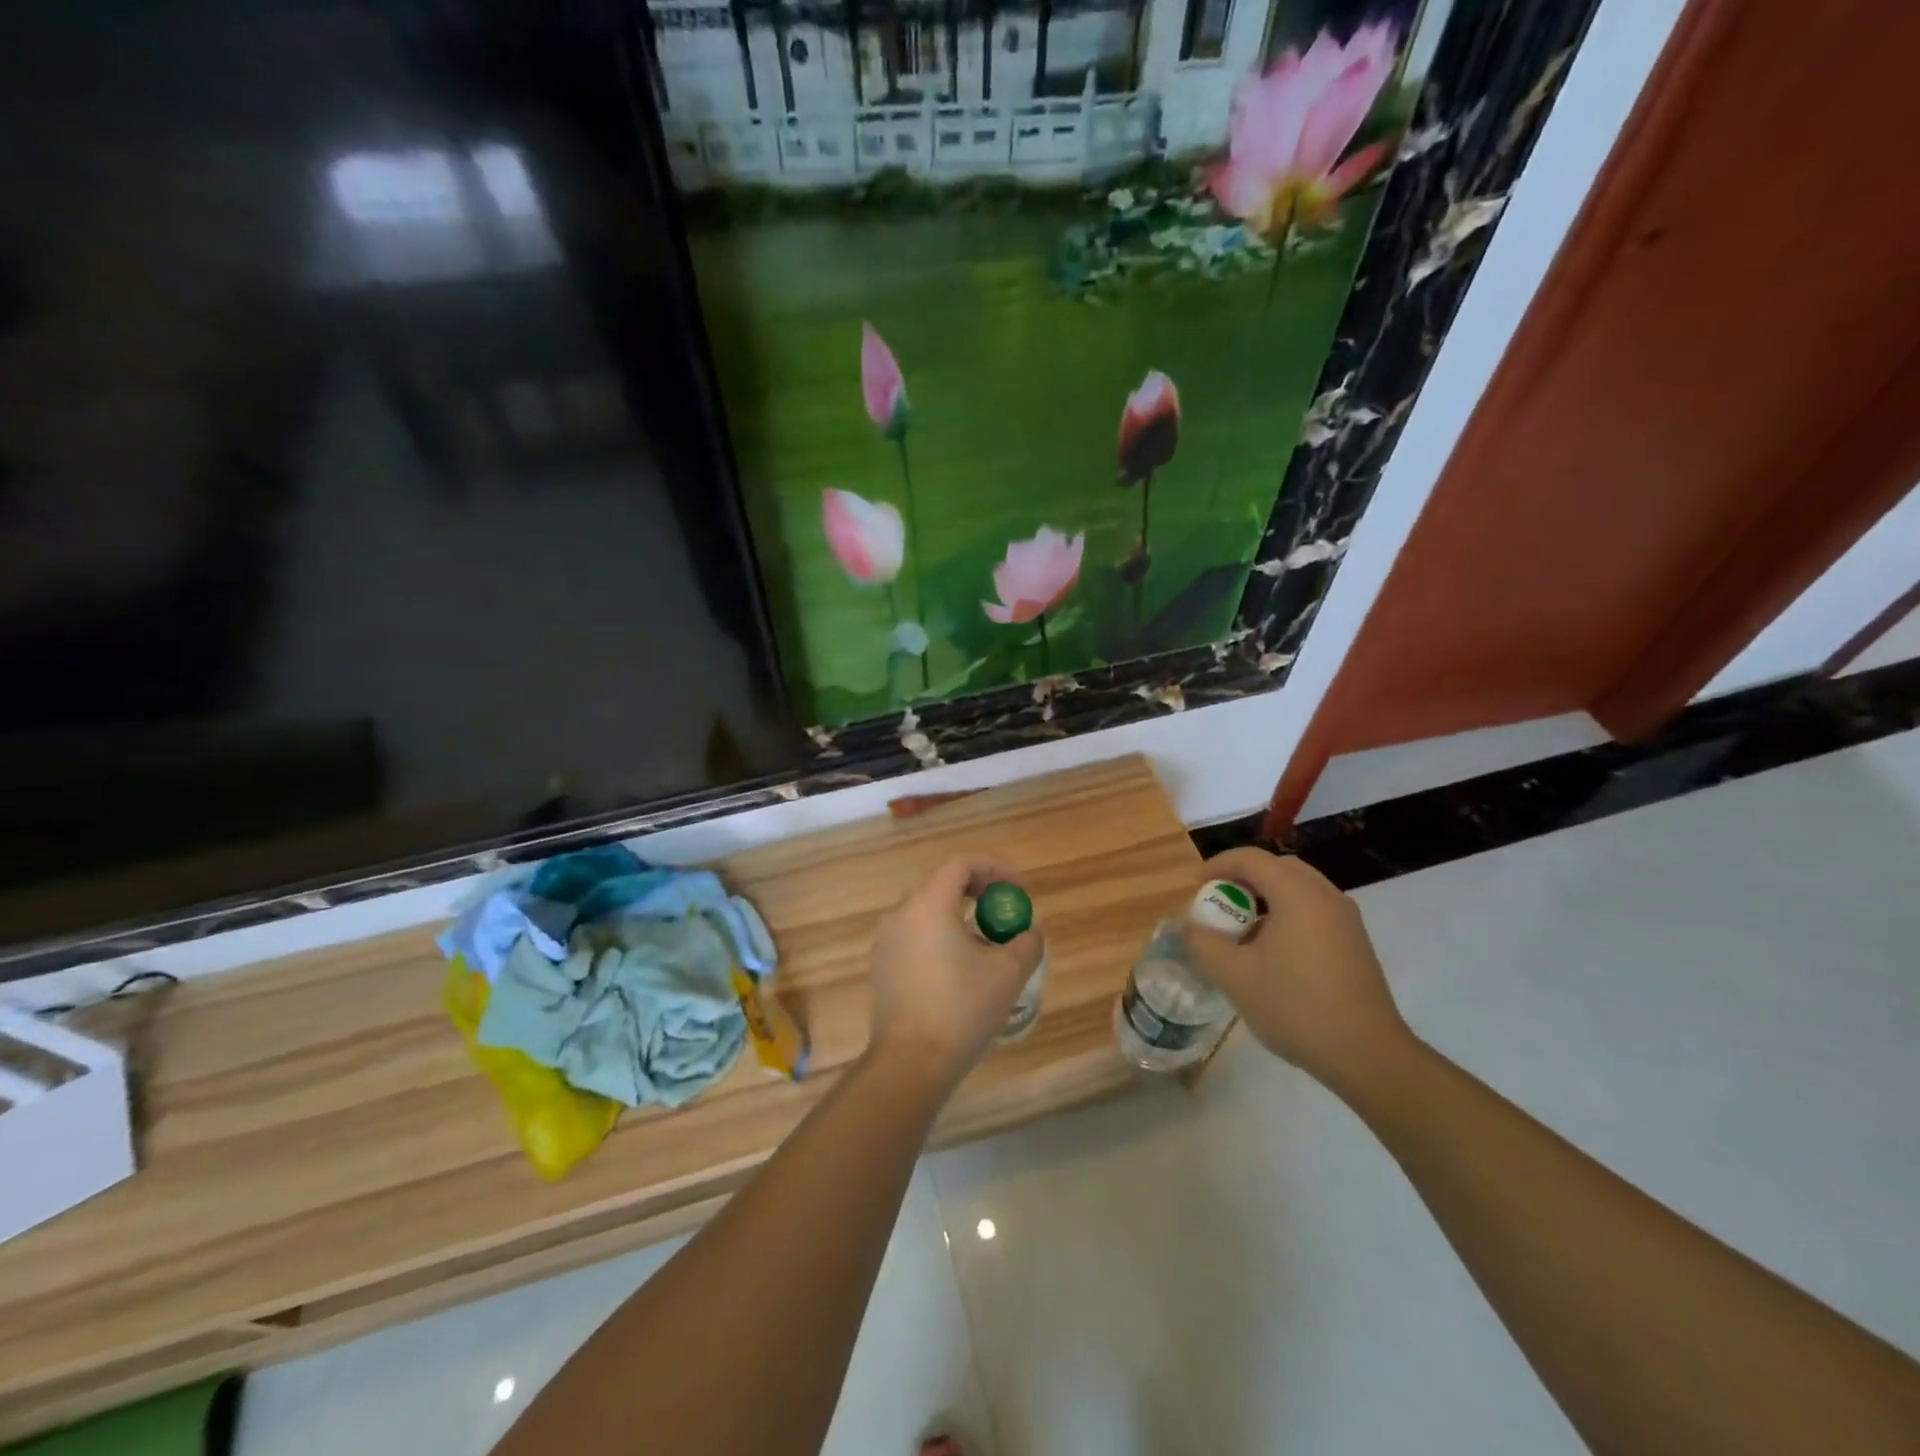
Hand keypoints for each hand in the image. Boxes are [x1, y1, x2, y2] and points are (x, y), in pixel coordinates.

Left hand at [867, 855, 1044, 1090]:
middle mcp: (901, 914)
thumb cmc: (961, 1010)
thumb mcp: (1008, 973)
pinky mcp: (882, 966)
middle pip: (943, 885)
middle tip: (1006, 912)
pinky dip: (941, 937)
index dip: (996, 869)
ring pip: (929, 912)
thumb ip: (1027, 942)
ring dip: (961, 916)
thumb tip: (1028, 932)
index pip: (961, 865)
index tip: (1020, 890)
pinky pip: (916, 936)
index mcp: (928, 905)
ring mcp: (886, 941)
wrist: (910, 1063)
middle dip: (980, 892)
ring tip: (989, 944)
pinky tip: (961, 969)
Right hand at [1180, 847, 1411, 1096]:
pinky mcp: (1355, 942)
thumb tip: (1191, 926)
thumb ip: (1203, 943)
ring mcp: (1345, 919)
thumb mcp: (1234, 977)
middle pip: (1278, 868)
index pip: (1251, 859)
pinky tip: (1272, 951)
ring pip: (1298, 888)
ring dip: (1266, 897)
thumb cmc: (1296, 1007)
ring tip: (1242, 930)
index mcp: (1297, 894)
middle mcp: (1325, 896)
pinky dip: (1287, 914)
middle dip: (1243, 878)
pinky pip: (1314, 910)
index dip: (1218, 865)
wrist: (1367, 1055)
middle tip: (1219, 902)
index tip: (1195, 886)